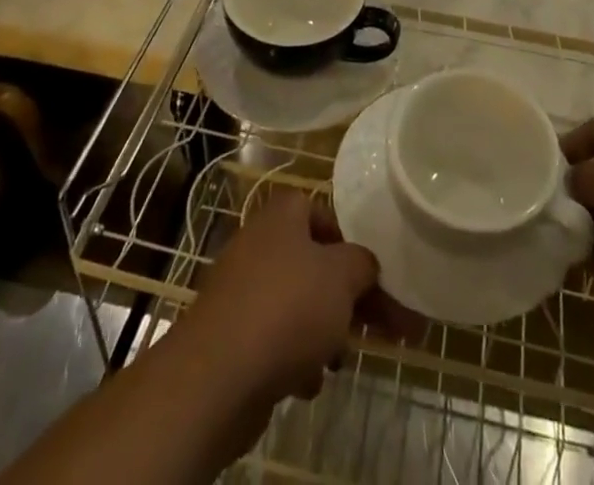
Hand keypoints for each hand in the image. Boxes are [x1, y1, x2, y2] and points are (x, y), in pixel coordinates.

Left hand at [180, 188, 379, 407]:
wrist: (218, 376)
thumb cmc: (287, 308)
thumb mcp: (342, 277)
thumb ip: (362, 263)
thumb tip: (365, 264)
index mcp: (282, 216)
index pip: (318, 210)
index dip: (346, 237)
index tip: (368, 270)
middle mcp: (259, 244)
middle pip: (312, 262)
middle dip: (344, 296)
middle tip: (375, 326)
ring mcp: (242, 290)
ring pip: (296, 303)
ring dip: (322, 331)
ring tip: (339, 360)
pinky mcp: (232, 336)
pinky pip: (274, 338)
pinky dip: (294, 357)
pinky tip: (307, 383)